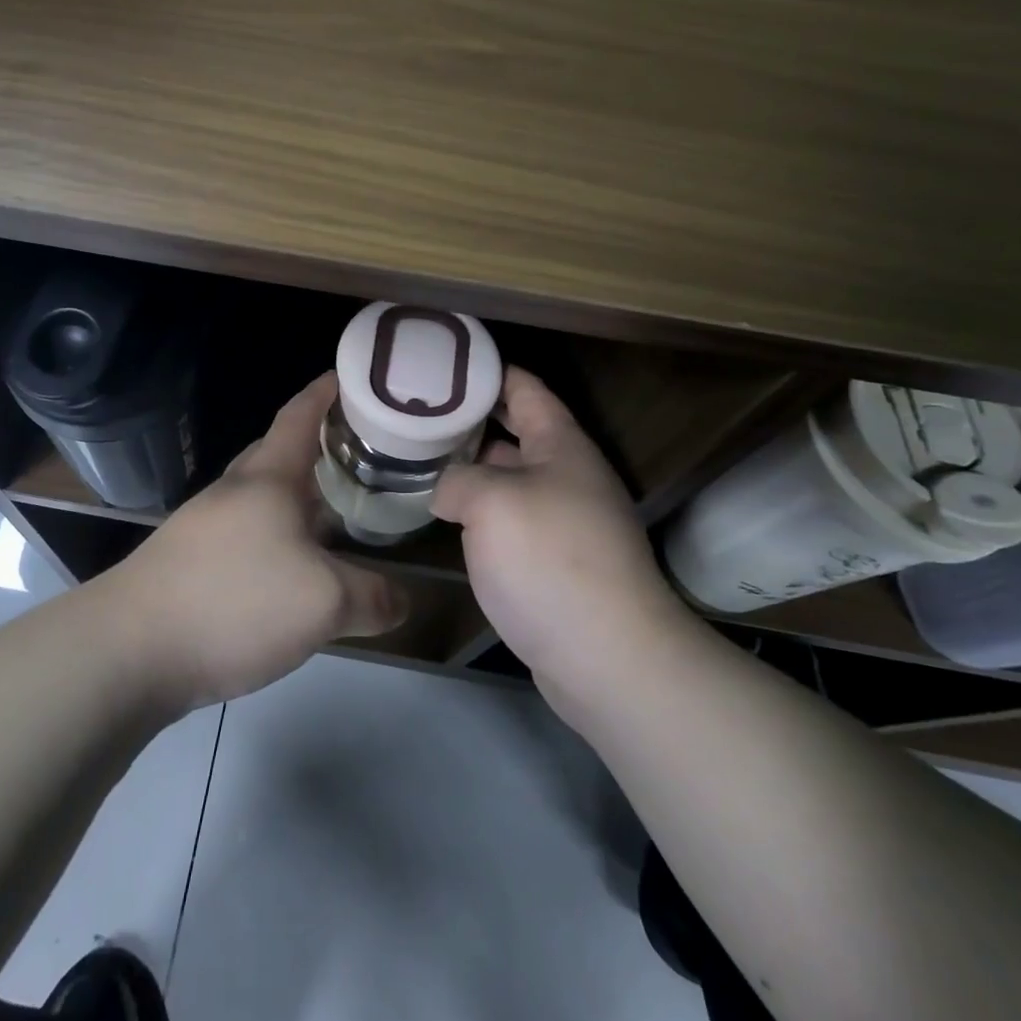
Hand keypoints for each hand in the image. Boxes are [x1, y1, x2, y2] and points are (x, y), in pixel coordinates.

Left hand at [111, 374, 409, 709]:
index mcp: (267, 478)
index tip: (356, 376)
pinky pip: (246, 535)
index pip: (300, 415)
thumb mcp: (323, 602)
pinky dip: (277, 537)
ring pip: (262, 498)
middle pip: (278, 453)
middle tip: (362, 455)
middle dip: (317, 447)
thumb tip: (403, 601)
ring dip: (297, 498)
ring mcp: (204, 527)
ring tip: (337, 513)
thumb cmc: (234, 601)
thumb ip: (371, 597)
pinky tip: (292, 570)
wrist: (128, 650)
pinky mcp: (188, 563)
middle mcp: (234, 492)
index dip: (327, 391)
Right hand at [432, 368, 695, 716]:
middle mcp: (566, 476)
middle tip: (413, 416)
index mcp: (561, 446)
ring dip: (469, 472)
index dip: (486, 371)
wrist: (607, 657)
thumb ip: (457, 480)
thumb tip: (446, 491)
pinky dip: (478, 513)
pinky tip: (443, 517)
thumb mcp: (491, 502)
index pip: (524, 388)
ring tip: (418, 462)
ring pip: (507, 480)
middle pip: (513, 433)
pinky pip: (508, 521)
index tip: (442, 363)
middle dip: (467, 422)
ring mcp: (561, 520)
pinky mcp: (552, 561)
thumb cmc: (550, 559)